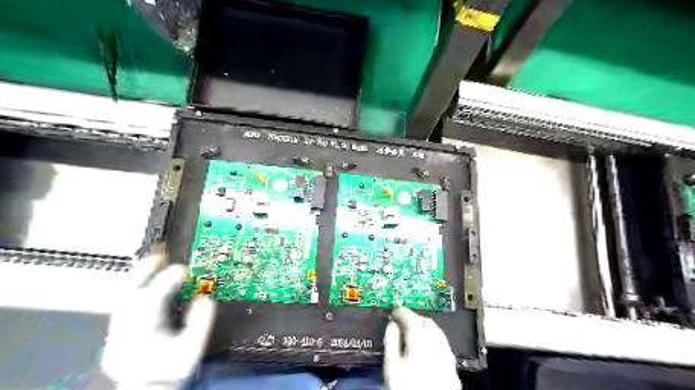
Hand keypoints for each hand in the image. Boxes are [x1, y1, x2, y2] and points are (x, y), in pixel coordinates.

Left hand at [100, 249, 215, 387]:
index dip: (167, 280)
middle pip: (128, 294)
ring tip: (153, 262)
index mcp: (144, 334)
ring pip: (122, 298)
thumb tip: (205, 298)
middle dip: (143, 272)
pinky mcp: (117, 334)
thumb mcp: (193, 349)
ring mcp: (116, 334)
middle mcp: (125, 332)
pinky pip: (124, 303)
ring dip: (138, 277)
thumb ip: (201, 322)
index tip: (183, 269)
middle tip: (159, 254)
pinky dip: (135, 288)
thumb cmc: (172, 372)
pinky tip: (144, 282)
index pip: (152, 299)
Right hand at [380, 309, 459, 387]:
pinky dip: (434, 339)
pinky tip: (427, 347)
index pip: (411, 318)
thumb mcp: (392, 366)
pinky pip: (443, 344)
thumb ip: (391, 341)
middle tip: (402, 321)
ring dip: (425, 327)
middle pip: (426, 322)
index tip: (394, 311)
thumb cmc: (406, 388)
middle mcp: (437, 344)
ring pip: (437, 332)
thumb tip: (391, 325)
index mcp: (420, 341)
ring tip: (413, 332)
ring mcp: (447, 355)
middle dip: (414, 318)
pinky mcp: (452, 366)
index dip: (401, 311)